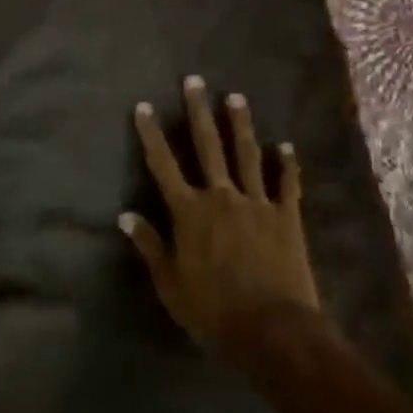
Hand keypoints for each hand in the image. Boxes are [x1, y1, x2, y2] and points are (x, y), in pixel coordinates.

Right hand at [120, 76, 319, 353]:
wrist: (272, 330)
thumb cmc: (213, 311)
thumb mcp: (170, 284)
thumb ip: (150, 245)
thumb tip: (126, 215)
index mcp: (189, 212)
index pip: (163, 165)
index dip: (152, 134)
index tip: (144, 106)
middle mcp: (221, 197)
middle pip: (207, 146)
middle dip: (198, 112)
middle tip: (194, 81)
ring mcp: (256, 203)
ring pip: (246, 155)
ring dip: (240, 125)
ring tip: (235, 97)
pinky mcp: (286, 217)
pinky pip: (286, 184)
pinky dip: (286, 164)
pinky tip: (285, 146)